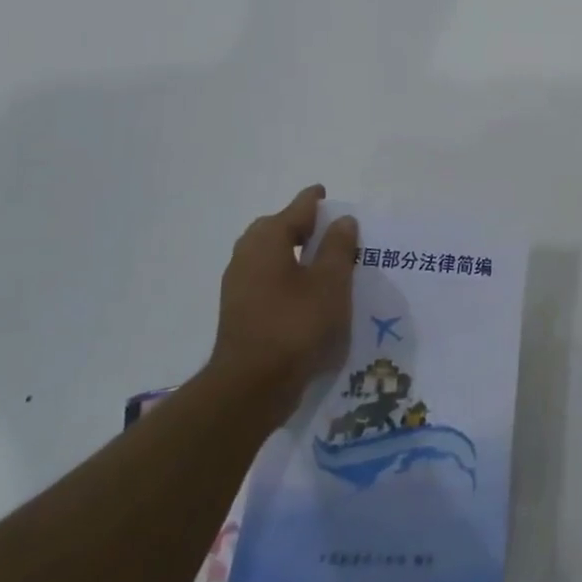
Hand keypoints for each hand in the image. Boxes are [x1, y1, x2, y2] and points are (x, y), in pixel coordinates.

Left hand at [205, 185, 358, 423]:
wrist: (252, 386)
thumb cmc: (297, 324)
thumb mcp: (331, 281)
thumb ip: (338, 247)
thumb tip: (342, 220)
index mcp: (267, 239)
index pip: (297, 208)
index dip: (315, 201)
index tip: (327, 194)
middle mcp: (246, 255)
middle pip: (277, 229)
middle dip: (302, 226)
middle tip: (330, 229)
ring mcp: (238, 285)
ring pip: (270, 256)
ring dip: (294, 253)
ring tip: (324, 262)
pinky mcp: (240, 311)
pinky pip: (268, 280)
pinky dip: (288, 276)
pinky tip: (308, 293)